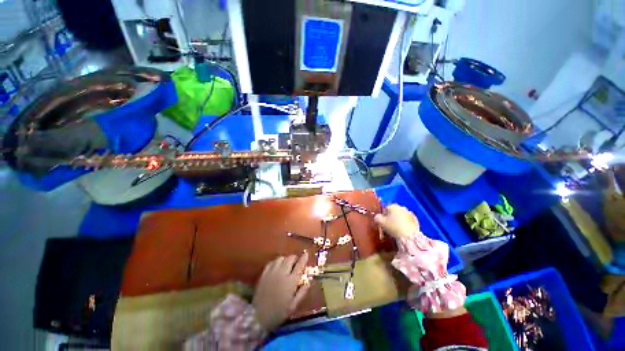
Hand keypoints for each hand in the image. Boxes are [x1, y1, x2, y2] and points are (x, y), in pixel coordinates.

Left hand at [252, 253, 309, 332]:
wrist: (257, 317)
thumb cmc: (278, 313)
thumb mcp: (293, 306)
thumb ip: (302, 293)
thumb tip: (309, 281)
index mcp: (291, 282)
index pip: (299, 265)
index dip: (304, 258)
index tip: (306, 254)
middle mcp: (282, 273)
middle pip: (290, 258)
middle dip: (295, 258)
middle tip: (296, 262)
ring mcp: (272, 272)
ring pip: (281, 258)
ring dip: (286, 259)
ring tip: (287, 264)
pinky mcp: (264, 274)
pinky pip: (272, 262)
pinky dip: (276, 262)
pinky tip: (277, 267)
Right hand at [374, 204, 419, 238]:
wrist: (409, 236)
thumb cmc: (394, 227)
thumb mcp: (382, 223)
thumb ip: (377, 218)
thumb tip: (377, 217)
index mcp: (393, 206)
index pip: (386, 208)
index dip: (383, 215)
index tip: (383, 221)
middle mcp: (401, 207)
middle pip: (394, 211)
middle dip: (392, 216)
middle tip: (389, 225)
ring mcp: (409, 213)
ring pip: (401, 215)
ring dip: (399, 219)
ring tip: (397, 228)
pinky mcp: (415, 220)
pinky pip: (408, 220)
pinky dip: (405, 223)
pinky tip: (404, 229)